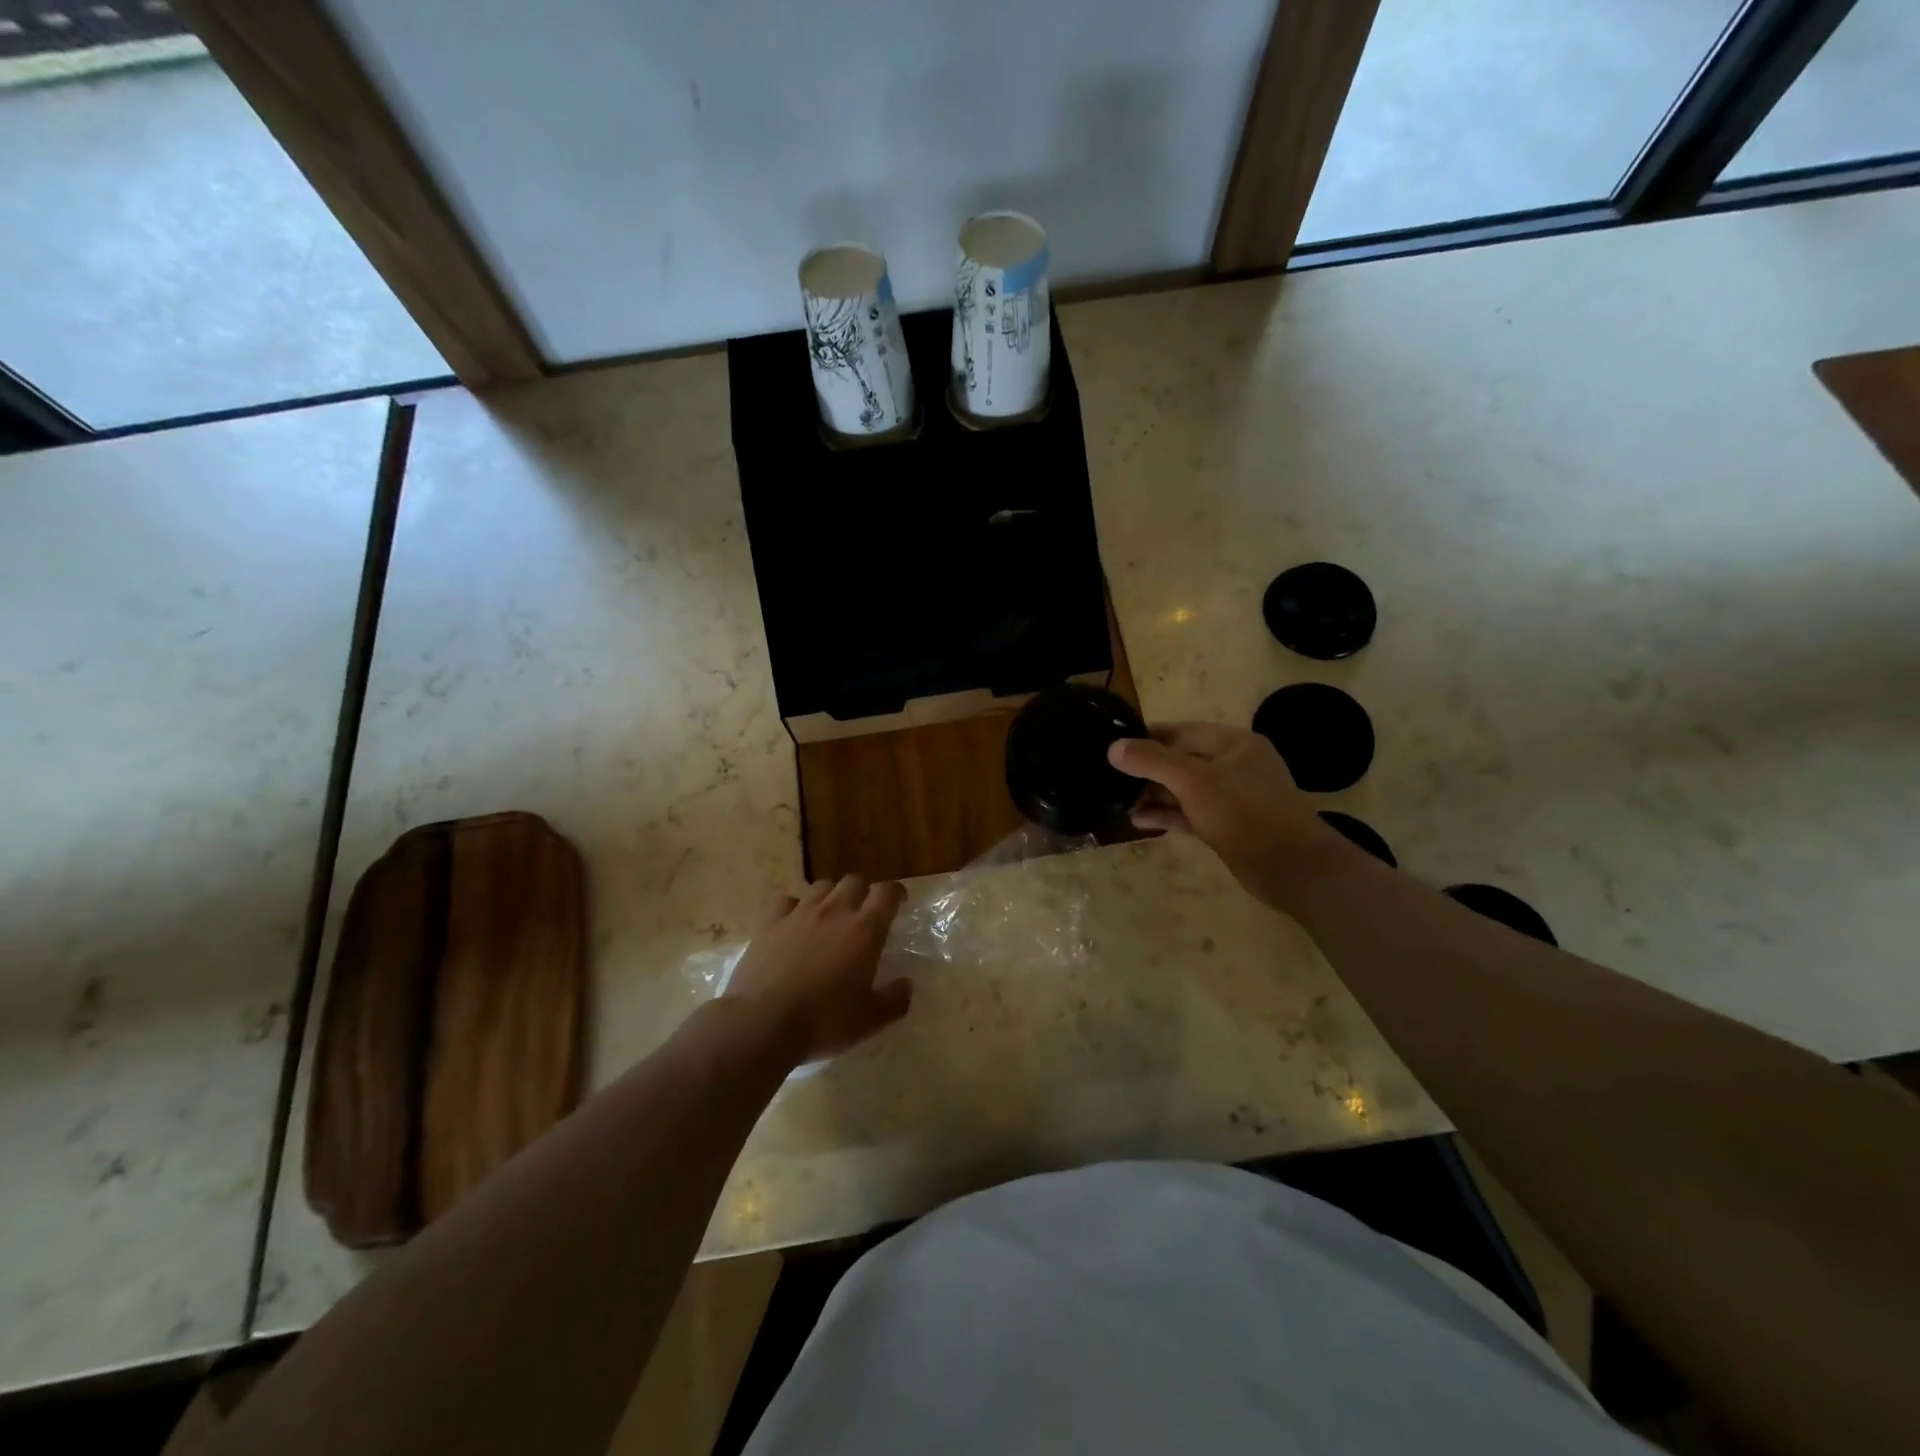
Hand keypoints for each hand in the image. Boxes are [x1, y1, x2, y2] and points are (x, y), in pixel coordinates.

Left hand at [722, 875, 911, 1062]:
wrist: (763, 1022)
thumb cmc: (824, 1021)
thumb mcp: (870, 1020)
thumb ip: (895, 1000)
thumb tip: (907, 985)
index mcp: (865, 930)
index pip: (887, 892)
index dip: (895, 893)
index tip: (898, 902)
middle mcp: (835, 911)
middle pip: (854, 881)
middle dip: (863, 891)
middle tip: (863, 912)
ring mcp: (799, 913)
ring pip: (821, 885)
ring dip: (831, 895)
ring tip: (829, 915)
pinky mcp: (770, 922)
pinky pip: (786, 900)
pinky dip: (794, 906)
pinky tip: (793, 923)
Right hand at [1109, 722, 1353, 908]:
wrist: (1292, 868)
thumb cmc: (1245, 813)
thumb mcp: (1195, 781)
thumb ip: (1153, 761)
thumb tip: (1114, 747)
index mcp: (1234, 743)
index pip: (1182, 731)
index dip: (1147, 736)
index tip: (1113, 744)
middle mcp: (1234, 766)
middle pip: (1181, 760)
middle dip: (1147, 769)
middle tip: (1110, 776)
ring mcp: (1232, 798)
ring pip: (1184, 790)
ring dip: (1153, 794)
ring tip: (1118, 800)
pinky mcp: (1227, 827)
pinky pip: (1190, 814)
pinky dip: (1167, 815)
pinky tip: (1138, 820)